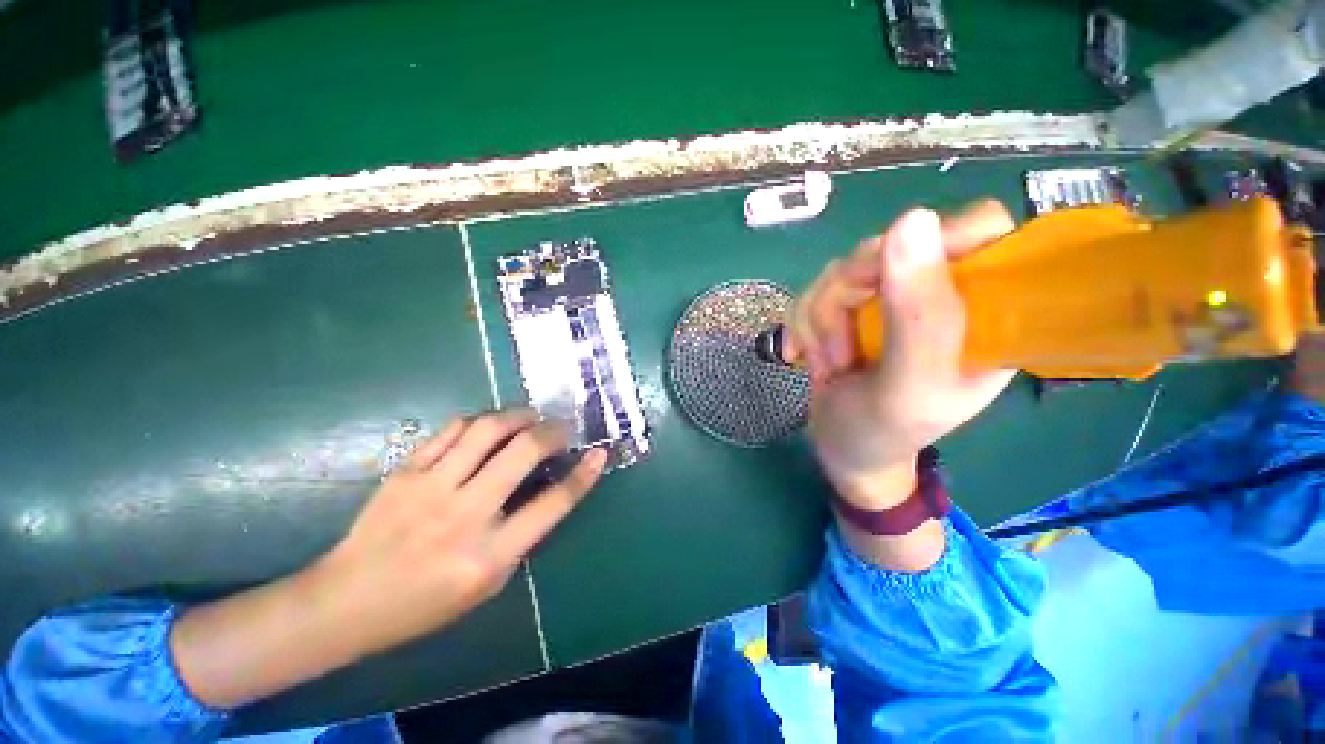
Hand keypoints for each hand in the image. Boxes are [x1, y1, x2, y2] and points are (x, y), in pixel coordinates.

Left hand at [314, 409, 606, 657]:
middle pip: (523, 453)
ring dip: (519, 415)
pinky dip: (480, 420)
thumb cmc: (424, 603)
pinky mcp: (406, 471)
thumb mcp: (487, 583)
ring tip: (531, 416)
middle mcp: (464, 516)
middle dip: (553, 432)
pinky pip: (453, 429)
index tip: (599, 454)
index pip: (552, 505)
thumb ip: (521, 535)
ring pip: (488, 429)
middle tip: (562, 428)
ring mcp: (431, 488)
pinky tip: (490, 424)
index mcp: (489, 556)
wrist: (346, 601)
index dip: (583, 476)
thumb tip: (544, 486)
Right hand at [786, 201, 1016, 508]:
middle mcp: (936, 296)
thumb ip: (920, 315)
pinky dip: (801, 327)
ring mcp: (888, 300)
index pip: (978, 231)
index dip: (929, 242)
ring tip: (829, 366)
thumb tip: (912, 220)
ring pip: (840, 272)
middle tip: (843, 351)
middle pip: (886, 249)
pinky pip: (813, 292)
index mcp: (981, 311)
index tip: (885, 281)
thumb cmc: (885, 432)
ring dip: (819, 322)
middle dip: (847, 300)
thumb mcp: (911, 386)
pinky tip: (806, 357)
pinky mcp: (849, 309)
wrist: (843, 451)